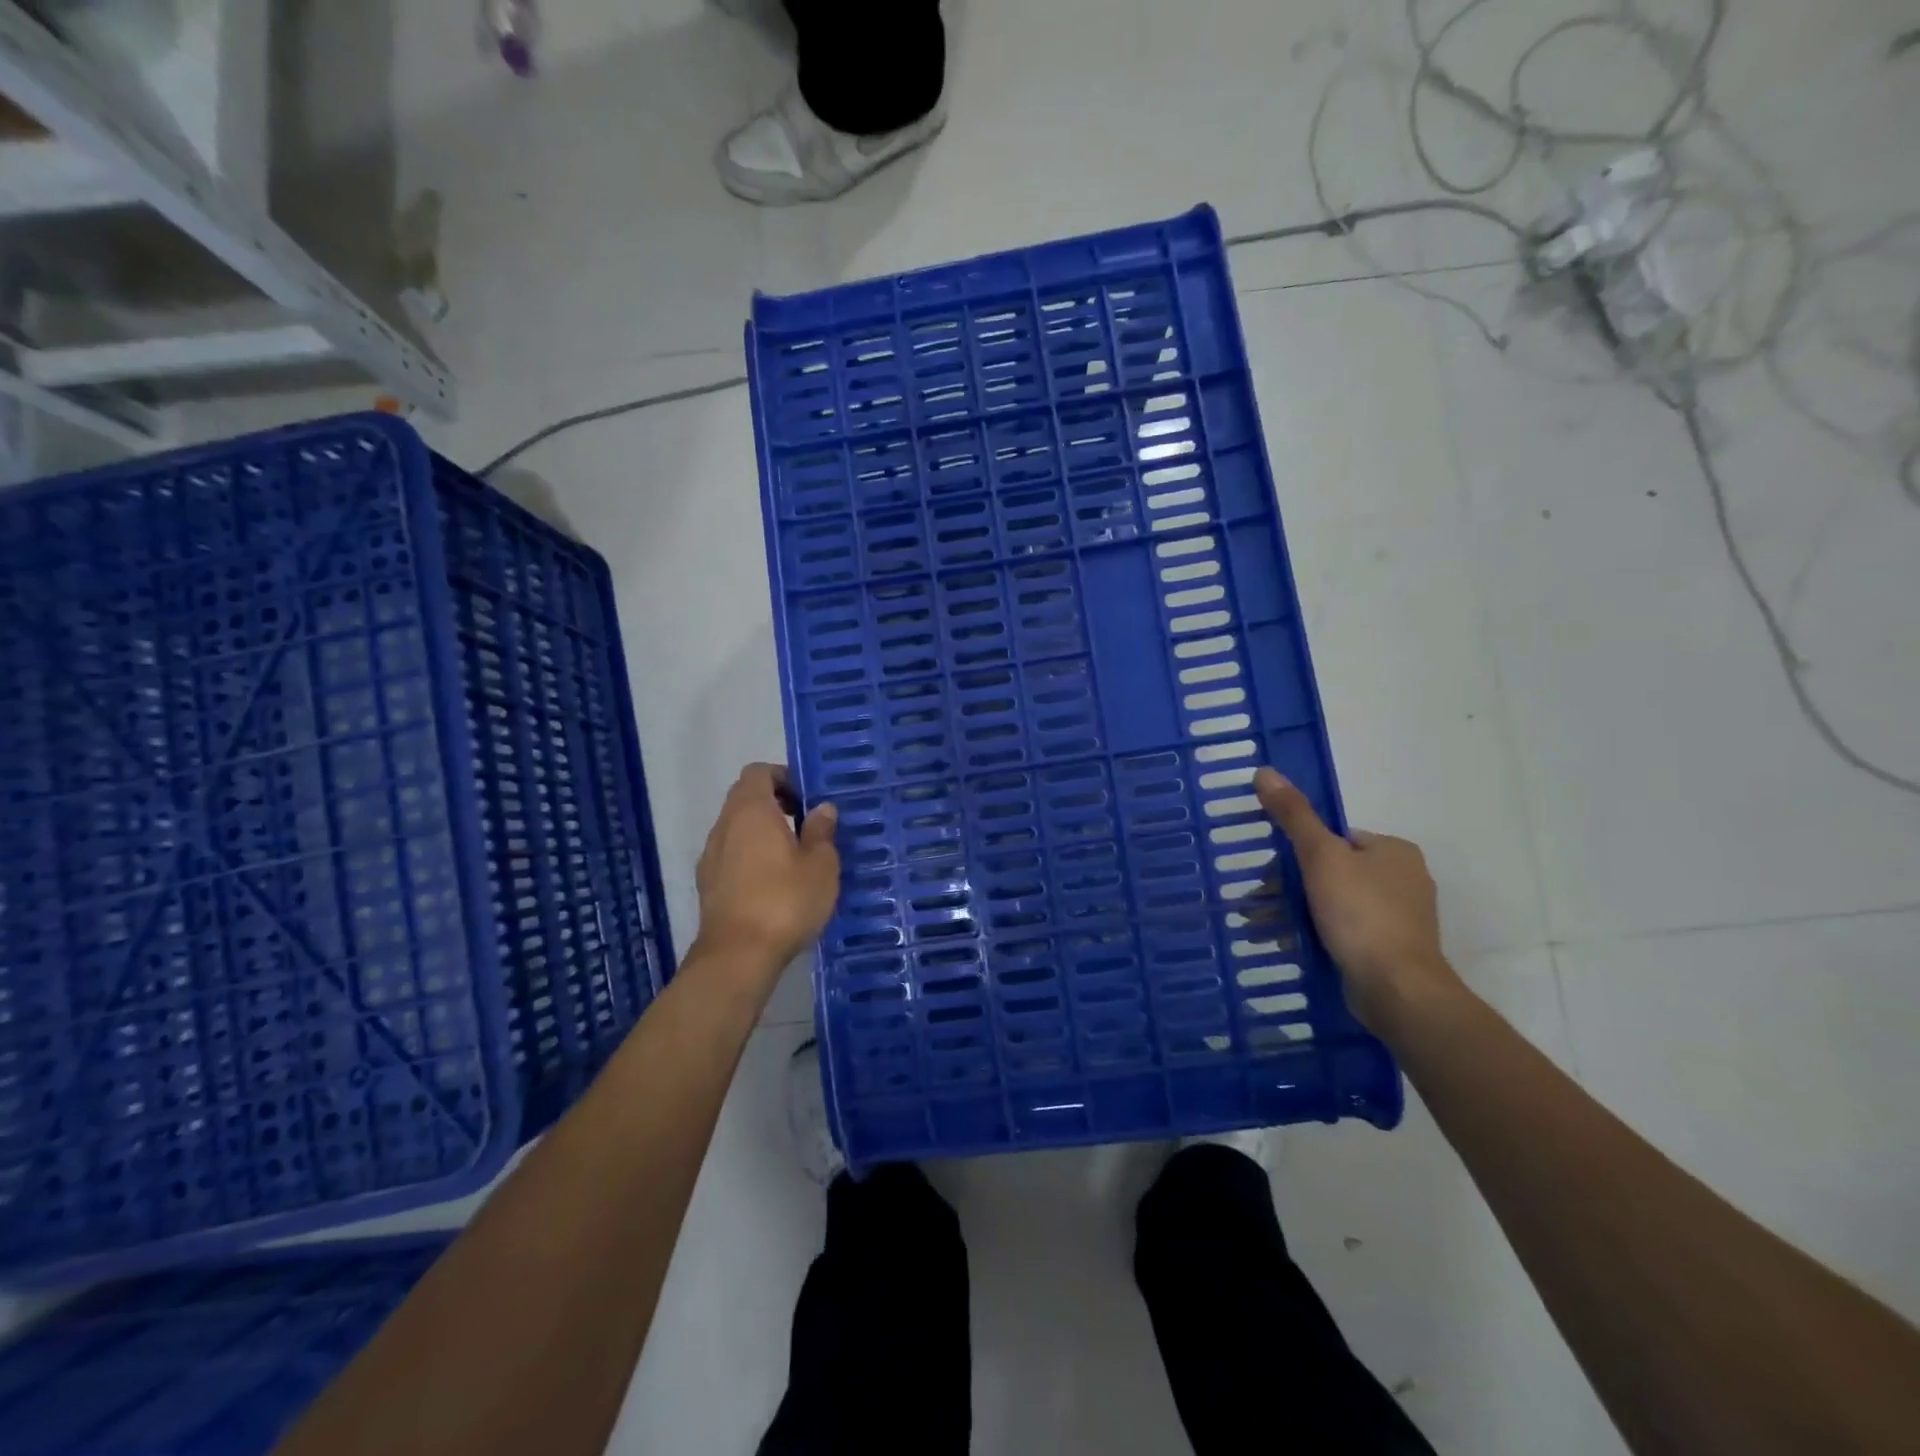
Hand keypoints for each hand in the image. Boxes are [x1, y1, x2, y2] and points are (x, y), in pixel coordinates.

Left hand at [692, 764, 839, 989]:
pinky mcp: (707, 884)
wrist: (738, 955)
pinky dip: (749, 856)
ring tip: (792, 857)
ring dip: (761, 832)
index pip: (758, 772)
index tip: (806, 799)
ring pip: (736, 828)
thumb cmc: (785, 901)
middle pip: (745, 798)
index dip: (783, 777)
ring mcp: (711, 855)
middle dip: (774, 804)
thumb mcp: (821, 865)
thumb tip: (822, 808)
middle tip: (805, 825)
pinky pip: (730, 854)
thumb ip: (821, 831)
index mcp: (751, 811)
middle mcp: (725, 825)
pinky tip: (772, 884)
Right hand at [1254, 767, 1461, 1033]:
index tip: (1273, 872)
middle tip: (1262, 903)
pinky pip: (1347, 932)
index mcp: (1395, 851)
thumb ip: (1294, 815)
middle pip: (1334, 871)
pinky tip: (1293, 945)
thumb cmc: (1361, 913)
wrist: (1397, 989)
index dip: (1301, 851)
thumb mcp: (1320, 855)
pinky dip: (1319, 935)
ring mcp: (1402, 918)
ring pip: (1337, 903)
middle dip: (1294, 887)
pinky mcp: (1393, 950)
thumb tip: (1265, 771)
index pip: (1337, 838)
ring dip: (1301, 913)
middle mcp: (1405, 880)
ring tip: (1266, 928)